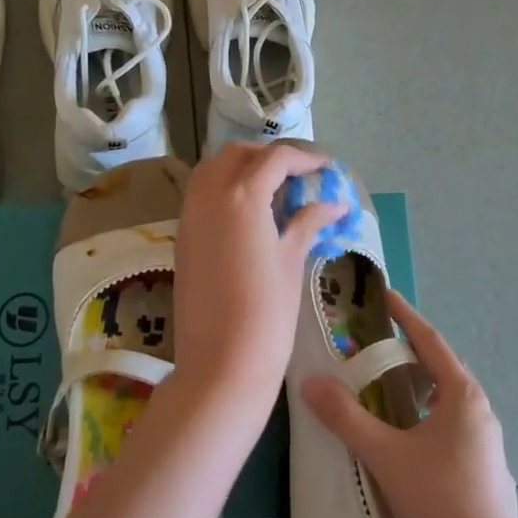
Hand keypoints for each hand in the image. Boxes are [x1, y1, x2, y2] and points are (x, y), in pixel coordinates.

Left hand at [173, 142, 346, 398]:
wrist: (221, 363)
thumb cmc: (267, 312)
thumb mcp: (291, 260)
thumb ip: (308, 222)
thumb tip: (336, 204)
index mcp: (241, 196)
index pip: (275, 159)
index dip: (304, 158)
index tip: (326, 168)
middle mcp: (209, 195)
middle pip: (238, 155)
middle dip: (269, 157)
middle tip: (298, 176)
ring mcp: (189, 215)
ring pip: (212, 169)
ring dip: (242, 168)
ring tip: (273, 191)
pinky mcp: (181, 237)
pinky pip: (201, 195)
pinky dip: (224, 189)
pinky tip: (249, 214)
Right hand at [301, 291, 517, 517]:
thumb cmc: (440, 502)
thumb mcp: (387, 456)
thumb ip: (347, 418)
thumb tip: (311, 383)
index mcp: (462, 395)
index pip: (430, 341)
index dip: (404, 316)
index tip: (383, 294)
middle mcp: (479, 409)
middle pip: (439, 367)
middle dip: (406, 352)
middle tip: (370, 345)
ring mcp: (484, 440)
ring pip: (444, 399)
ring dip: (415, 387)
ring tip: (381, 387)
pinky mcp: (482, 466)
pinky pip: (448, 424)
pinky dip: (423, 414)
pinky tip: (403, 436)